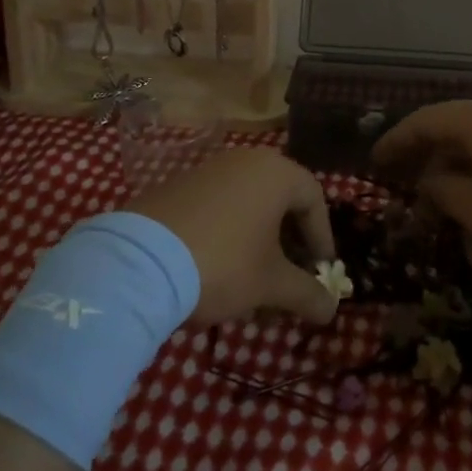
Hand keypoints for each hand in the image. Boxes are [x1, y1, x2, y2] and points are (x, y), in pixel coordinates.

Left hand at [133, 148, 339, 326]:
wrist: (140, 262)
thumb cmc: (223, 263)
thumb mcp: (271, 284)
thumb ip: (307, 293)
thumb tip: (332, 309)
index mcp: (275, 172)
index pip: (315, 199)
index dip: (322, 238)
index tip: (321, 271)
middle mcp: (245, 161)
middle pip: (281, 199)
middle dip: (291, 241)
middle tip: (292, 276)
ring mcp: (208, 170)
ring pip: (249, 204)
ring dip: (260, 240)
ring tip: (256, 279)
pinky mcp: (178, 186)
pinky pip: (219, 206)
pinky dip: (230, 232)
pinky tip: (220, 267)